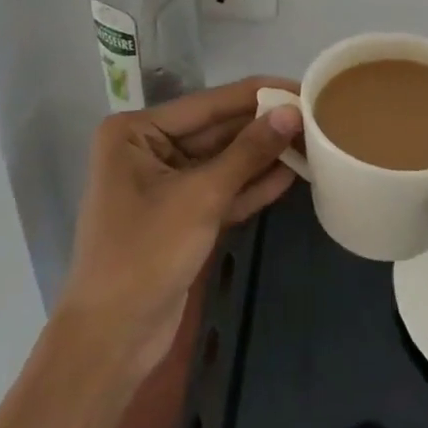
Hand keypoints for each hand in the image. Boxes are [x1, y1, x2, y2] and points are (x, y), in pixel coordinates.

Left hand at [61, 77, 302, 379]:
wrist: (112, 341)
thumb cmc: (145, 255)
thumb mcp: (201, 197)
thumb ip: (248, 152)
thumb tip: (292, 113)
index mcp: (137, 131)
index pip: (209, 103)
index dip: (258, 94)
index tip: (303, 86)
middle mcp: (148, 148)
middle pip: (217, 129)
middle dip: (263, 126)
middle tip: (316, 116)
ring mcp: (164, 183)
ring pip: (223, 160)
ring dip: (263, 155)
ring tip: (313, 141)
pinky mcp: (181, 215)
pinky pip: (221, 189)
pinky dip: (251, 185)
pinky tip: (291, 175)